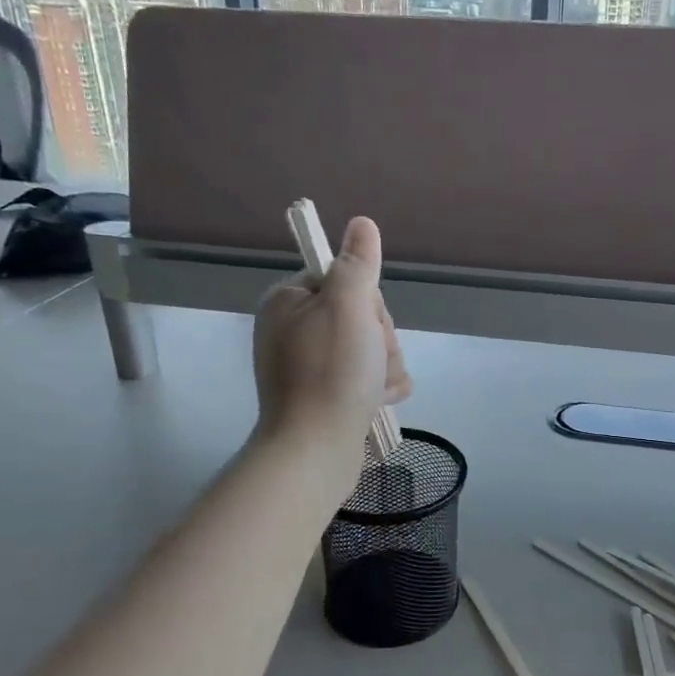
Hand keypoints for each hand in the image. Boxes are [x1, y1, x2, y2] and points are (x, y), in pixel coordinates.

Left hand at [252, 215, 410, 472]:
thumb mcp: (348, 307)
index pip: (346, 281)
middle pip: (362, 316)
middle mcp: (295, 330)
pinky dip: (380, 388)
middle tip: (371, 362)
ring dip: (385, 366)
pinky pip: (367, 377)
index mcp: (289, 302)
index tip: (365, 325)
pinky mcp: (326, 395)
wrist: (314, 452)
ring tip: (376, 389)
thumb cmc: (330, 373)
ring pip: (371, 348)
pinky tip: (380, 401)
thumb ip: (357, 264)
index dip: (367, 302)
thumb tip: (361, 224)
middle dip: (380, 340)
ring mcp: (310, 365)